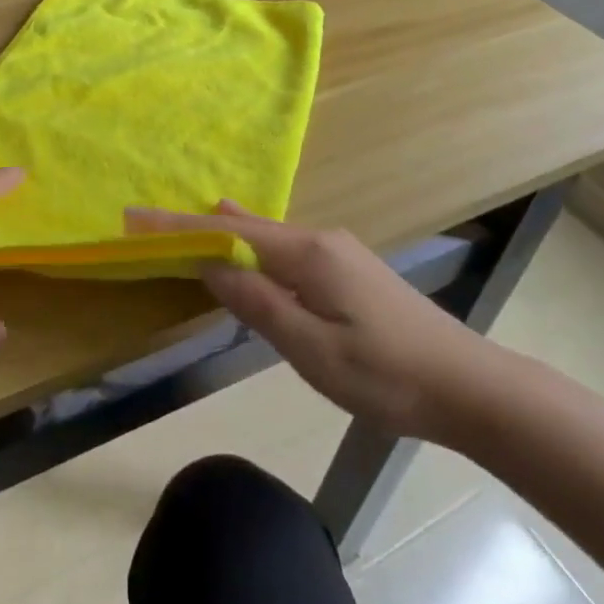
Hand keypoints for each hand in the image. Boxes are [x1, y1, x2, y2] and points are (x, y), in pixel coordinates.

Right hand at [125, 201, 505, 446]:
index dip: (178, 227)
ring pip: (267, 237)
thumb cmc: (386, 374)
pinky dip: (253, 248)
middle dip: (196, 226)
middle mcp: (319, 239)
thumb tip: (210, 262)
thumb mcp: (312, 348)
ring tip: (188, 230)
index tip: (133, 217)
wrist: (469, 386)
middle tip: (150, 225)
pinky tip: (247, 252)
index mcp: (307, 253)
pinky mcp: (348, 271)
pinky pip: (286, 250)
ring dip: (225, 235)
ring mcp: (338, 253)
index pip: (228, 231)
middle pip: (245, 225)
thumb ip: (258, 302)